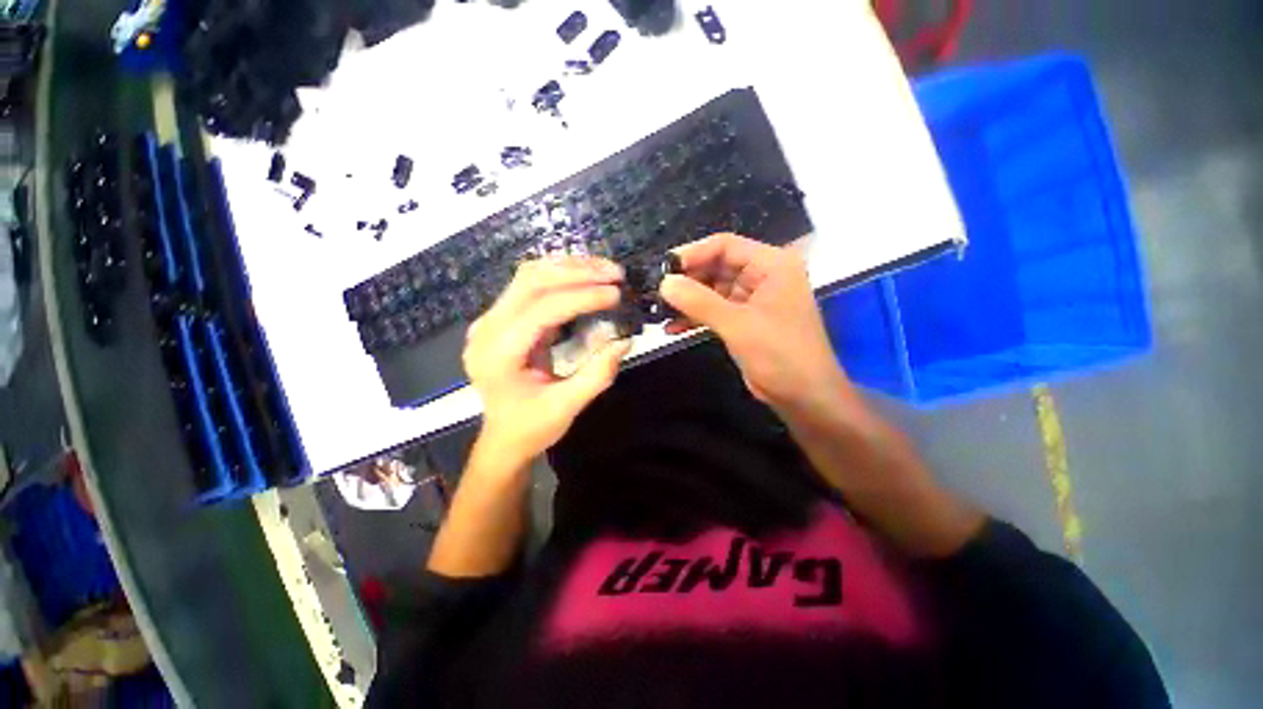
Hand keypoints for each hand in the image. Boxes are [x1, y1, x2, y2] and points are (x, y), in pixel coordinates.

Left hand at [464, 257, 632, 462]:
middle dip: (577, 272)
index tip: (616, 294)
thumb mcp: (567, 407)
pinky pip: (530, 286)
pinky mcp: (501, 318)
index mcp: (498, 355)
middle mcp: (487, 329)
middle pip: (531, 282)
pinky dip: (561, 276)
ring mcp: (490, 320)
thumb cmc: (531, 427)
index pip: (542, 310)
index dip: (582, 297)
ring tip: (605, 270)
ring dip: (569, 268)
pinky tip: (585, 277)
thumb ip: (597, 374)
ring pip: (529, 276)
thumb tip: (625, 340)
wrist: (503, 438)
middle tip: (615, 273)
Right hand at [660, 233, 845, 410]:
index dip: (693, 254)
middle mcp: (762, 277)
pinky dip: (695, 318)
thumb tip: (664, 283)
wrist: (804, 397)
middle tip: (656, 292)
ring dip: (687, 301)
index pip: (725, 245)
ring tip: (658, 310)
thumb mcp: (738, 325)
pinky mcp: (744, 321)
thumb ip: (699, 302)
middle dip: (686, 280)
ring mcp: (752, 300)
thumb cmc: (780, 355)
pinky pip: (714, 311)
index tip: (663, 269)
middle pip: (716, 267)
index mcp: (771, 265)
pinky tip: (672, 328)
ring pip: (712, 290)